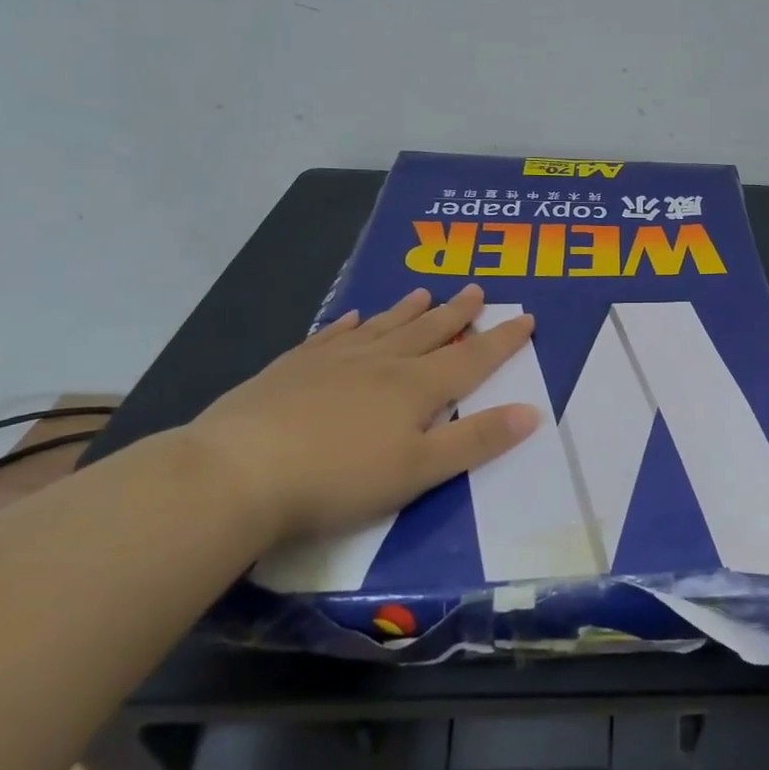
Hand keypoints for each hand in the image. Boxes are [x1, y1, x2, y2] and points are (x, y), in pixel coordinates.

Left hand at [179, 284, 539, 543]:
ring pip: (381, 327)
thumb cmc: (338, 479)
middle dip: (457, 313)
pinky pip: (329, 337)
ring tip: (425, 292)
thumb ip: (475, 441)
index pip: (471, 358)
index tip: (526, 318)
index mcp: (415, 388)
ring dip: (407, 310)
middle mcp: (380, 363)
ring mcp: (332, 362)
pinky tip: (350, 317)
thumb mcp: (419, 470)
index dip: (502, 341)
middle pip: (428, 332)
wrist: (237, 473)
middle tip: (477, 290)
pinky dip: (346, 324)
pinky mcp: (290, 370)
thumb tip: (531, 412)